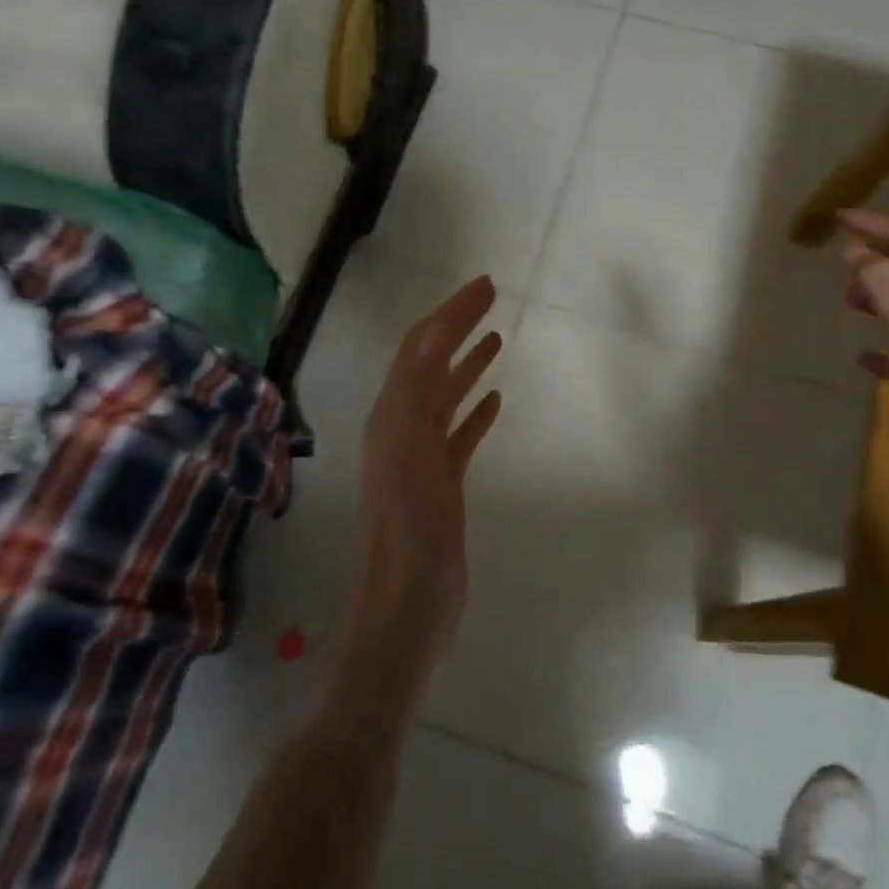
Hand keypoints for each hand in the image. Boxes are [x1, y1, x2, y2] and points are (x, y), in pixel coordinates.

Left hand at [338, 276, 503, 702]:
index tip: (484, 285)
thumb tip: (432, 338)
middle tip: (492, 297)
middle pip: (431, 363)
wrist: (409, 604)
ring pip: (445, 396)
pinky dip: (474, 410)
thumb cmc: (412, 531)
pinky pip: (459, 433)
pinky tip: (495, 398)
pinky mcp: (440, 483)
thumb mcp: (411, 455)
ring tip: (497, 338)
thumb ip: (419, 395)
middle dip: (458, 326)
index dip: (449, 312)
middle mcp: (401, 427)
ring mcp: (421, 456)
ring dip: (467, 363)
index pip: (420, 348)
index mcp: (392, 415)